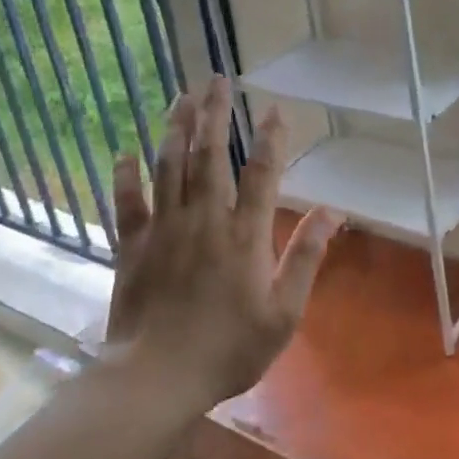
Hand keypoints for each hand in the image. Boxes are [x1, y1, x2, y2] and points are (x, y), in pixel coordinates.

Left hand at [105, 76, 341, 409]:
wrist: (157, 378)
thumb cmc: (229, 349)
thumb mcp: (284, 312)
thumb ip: (307, 257)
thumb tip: (333, 212)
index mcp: (245, 235)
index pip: (262, 173)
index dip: (271, 138)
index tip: (274, 109)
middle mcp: (204, 219)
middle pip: (210, 154)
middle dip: (216, 113)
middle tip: (217, 79)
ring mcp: (164, 229)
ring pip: (170, 166)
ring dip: (177, 128)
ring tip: (182, 96)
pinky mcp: (132, 245)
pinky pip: (126, 201)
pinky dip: (125, 174)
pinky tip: (125, 151)